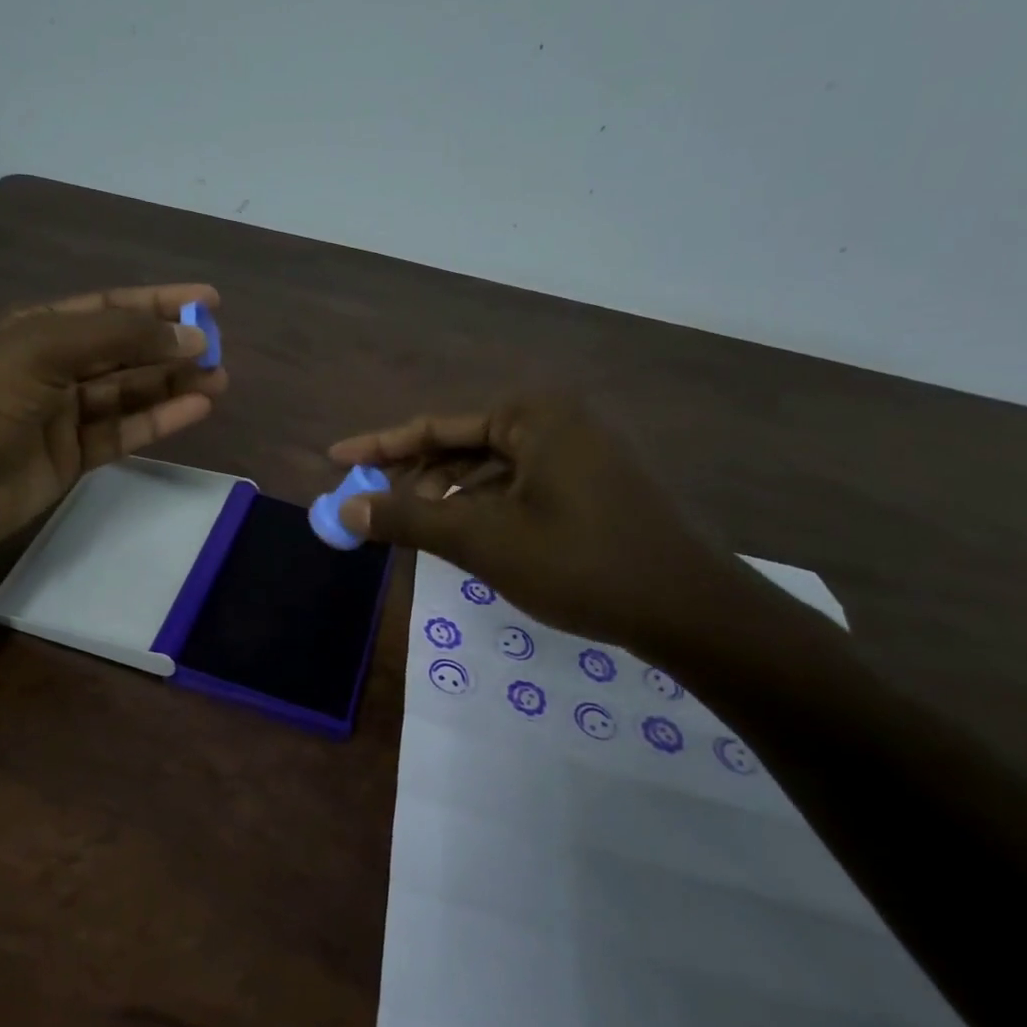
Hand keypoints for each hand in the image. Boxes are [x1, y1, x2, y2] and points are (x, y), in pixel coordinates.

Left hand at [0, 285, 225, 560]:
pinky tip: (196, 408)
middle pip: (126, 349)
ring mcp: (65, 414)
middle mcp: (55, 365)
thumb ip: (118, 338)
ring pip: (131, 392)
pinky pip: (125, 432)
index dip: (159, 301)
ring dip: (174, 384)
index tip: (209, 298)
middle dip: (172, 346)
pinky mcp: (74, 456)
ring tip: (221, 379)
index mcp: (39, 328)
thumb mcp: (43, 351)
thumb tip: (189, 334)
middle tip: (221, 349)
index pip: (111, 306)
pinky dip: (160, 420)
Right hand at [328, 395, 732, 652]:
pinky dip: (483, 510)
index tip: (336, 458)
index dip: (380, 446)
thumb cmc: (580, 564)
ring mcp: (581, 454)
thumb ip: (409, 520)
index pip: (436, 426)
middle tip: (371, 508)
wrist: (690, 611)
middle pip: (462, 446)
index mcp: (533, 415)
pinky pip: (519, 488)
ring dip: (447, 498)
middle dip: (414, 478)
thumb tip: (346, 511)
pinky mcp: (593, 487)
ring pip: (491, 471)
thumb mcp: (482, 541)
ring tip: (410, 530)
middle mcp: (558, 421)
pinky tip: (462, 538)